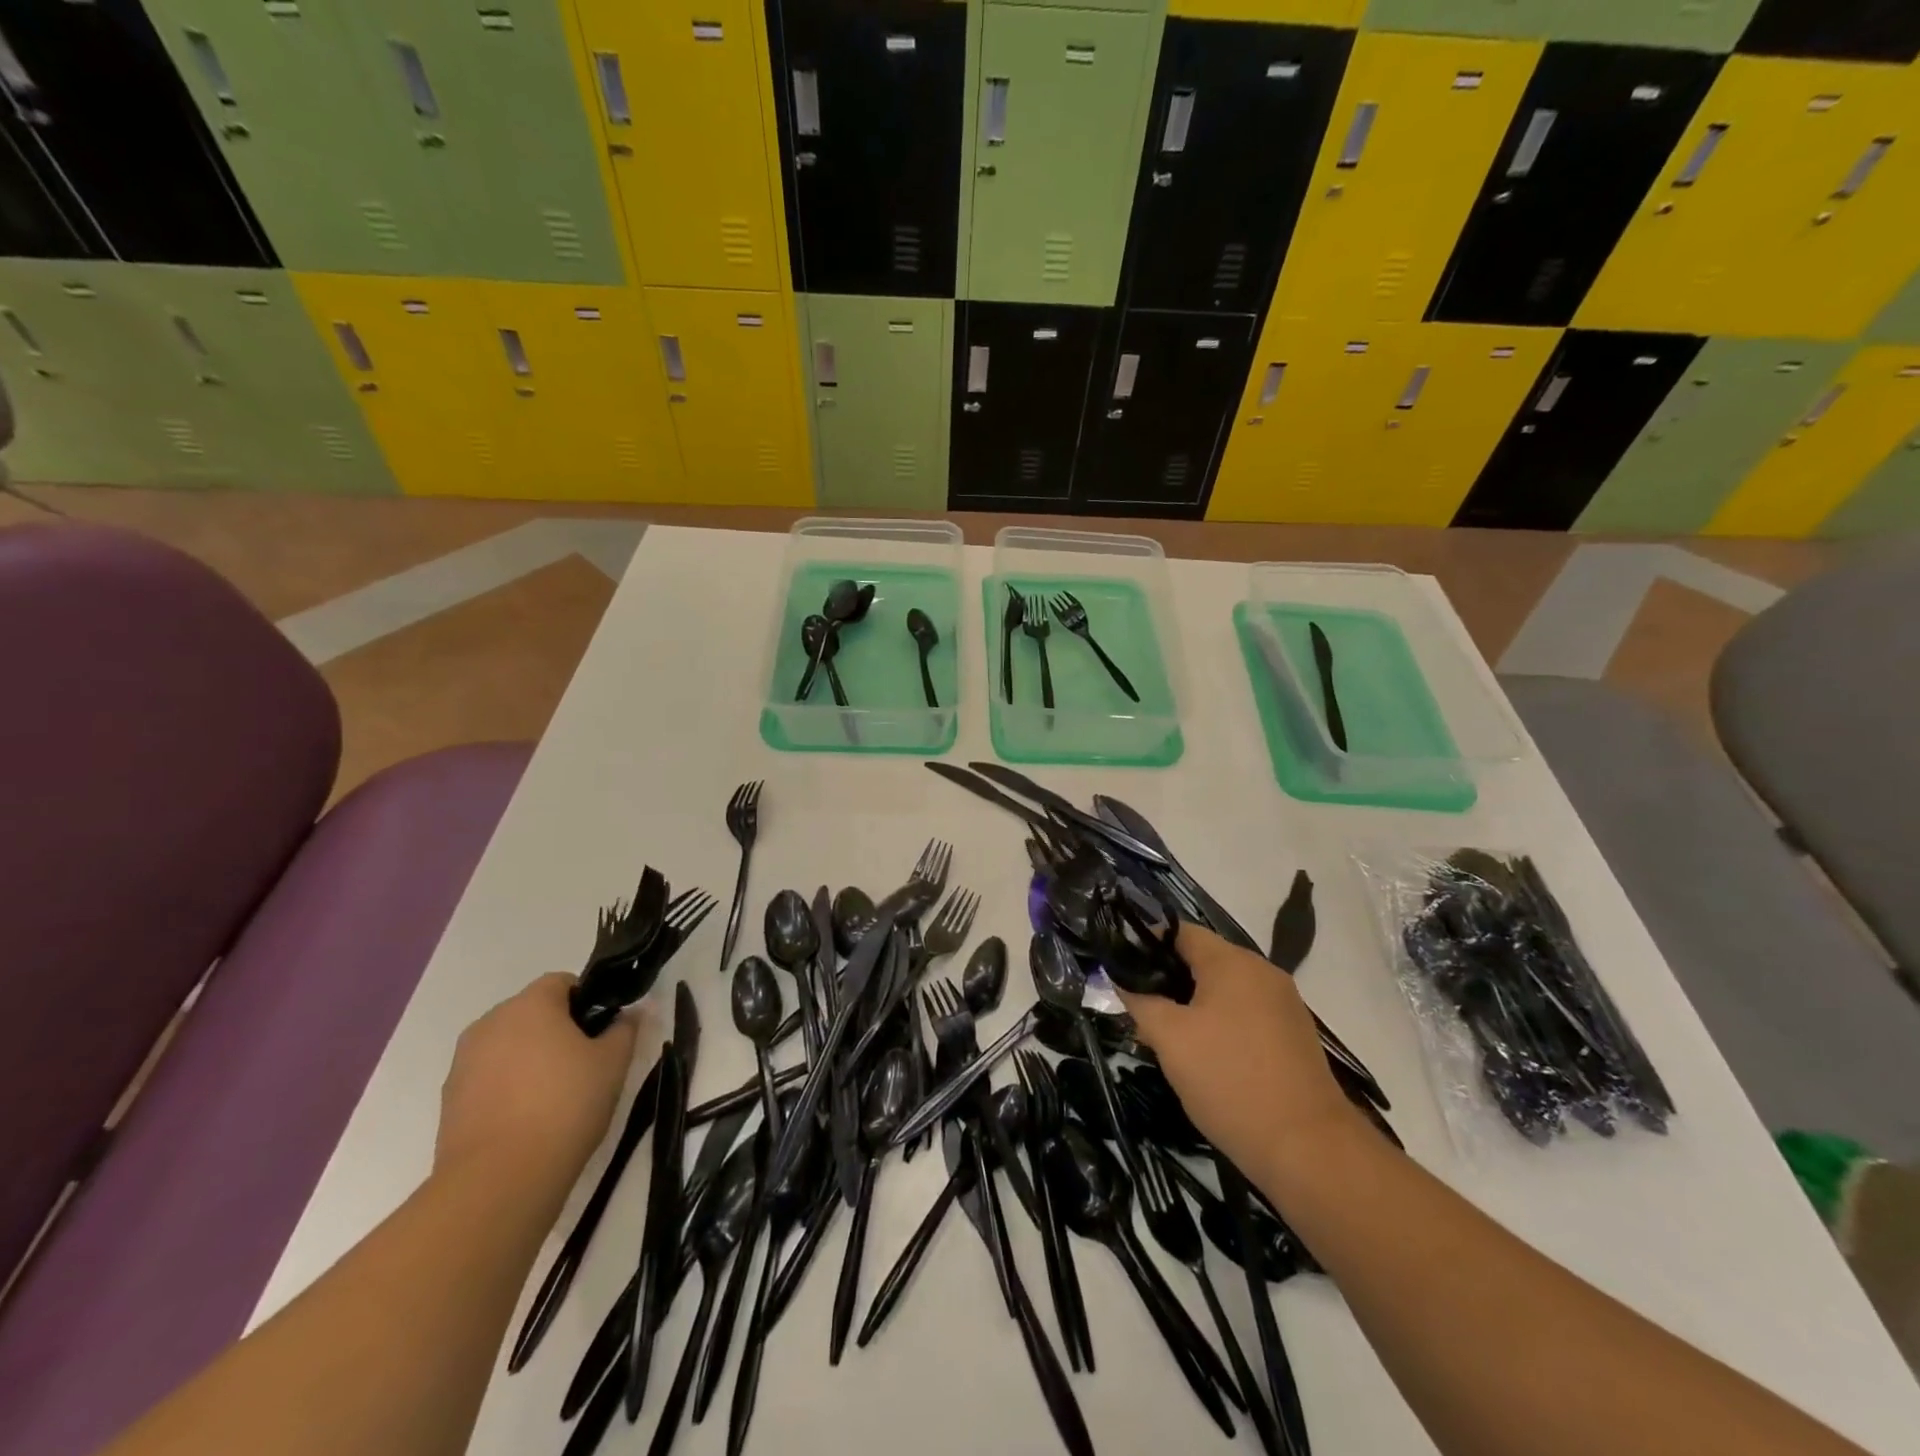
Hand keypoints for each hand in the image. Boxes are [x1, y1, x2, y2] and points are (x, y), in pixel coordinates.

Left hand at [435, 974, 639, 1203]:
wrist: (498, 1180)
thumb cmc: (565, 1105)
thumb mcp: (613, 1063)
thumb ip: (624, 1029)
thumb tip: (627, 1015)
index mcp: (530, 1004)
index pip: (562, 982)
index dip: (587, 1001)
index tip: (603, 1032)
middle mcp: (490, 1023)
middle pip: (531, 1013)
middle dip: (558, 1030)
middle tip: (585, 1064)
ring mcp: (463, 1063)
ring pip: (508, 1046)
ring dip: (531, 1059)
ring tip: (555, 1097)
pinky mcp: (449, 1101)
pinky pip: (488, 1078)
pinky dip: (508, 1088)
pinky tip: (528, 1120)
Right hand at [1117, 924, 1358, 1183]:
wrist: (1308, 1149)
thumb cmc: (1229, 1079)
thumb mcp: (1169, 1038)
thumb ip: (1139, 1001)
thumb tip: (1120, 979)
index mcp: (1233, 962)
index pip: (1180, 932)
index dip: (1146, 944)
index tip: (1122, 971)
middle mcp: (1263, 973)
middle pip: (1203, 960)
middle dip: (1168, 981)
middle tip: (1139, 1011)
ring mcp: (1284, 1005)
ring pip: (1224, 991)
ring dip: (1193, 1007)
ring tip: (1166, 1039)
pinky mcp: (1294, 1037)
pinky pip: (1246, 1015)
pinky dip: (1220, 1026)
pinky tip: (1205, 1059)